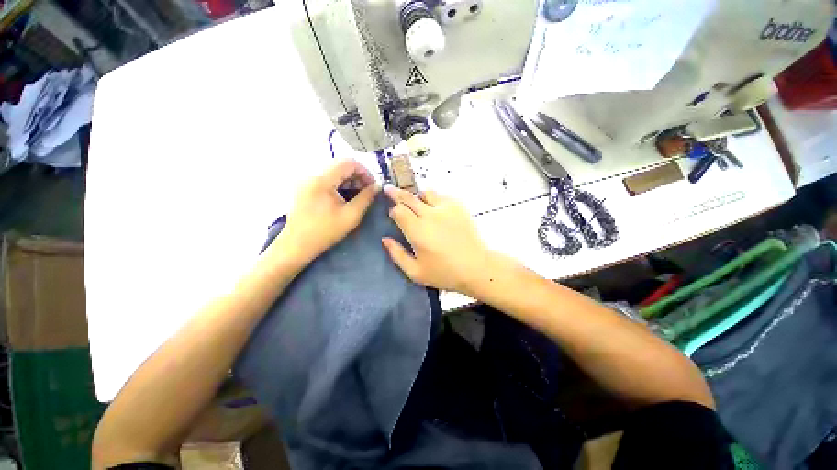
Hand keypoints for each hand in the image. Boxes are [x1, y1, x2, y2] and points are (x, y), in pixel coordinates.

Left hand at [276, 159, 378, 264]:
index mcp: (322, 180)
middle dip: (358, 176)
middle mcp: (313, 175)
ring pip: (334, 172)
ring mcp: (307, 181)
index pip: (348, 162)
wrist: (296, 245)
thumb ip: (366, 198)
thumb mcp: (351, 216)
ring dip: (349, 181)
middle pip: (341, 165)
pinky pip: (327, 179)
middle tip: (368, 192)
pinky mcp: (305, 188)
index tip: (373, 186)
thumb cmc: (325, 232)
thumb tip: (378, 186)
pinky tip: (345, 198)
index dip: (365, 171)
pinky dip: (339, 185)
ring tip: (358, 196)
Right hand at [382, 185, 491, 293]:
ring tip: (416, 202)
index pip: (398, 210)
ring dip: (417, 197)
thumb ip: (397, 255)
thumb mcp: (415, 272)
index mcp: (417, 231)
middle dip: (397, 193)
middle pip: (408, 197)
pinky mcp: (458, 207)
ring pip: (425, 193)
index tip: (392, 214)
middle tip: (389, 189)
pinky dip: (434, 199)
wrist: (476, 268)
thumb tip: (385, 239)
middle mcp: (430, 215)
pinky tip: (435, 208)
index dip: (393, 210)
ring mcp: (445, 209)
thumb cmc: (444, 273)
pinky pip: (441, 196)